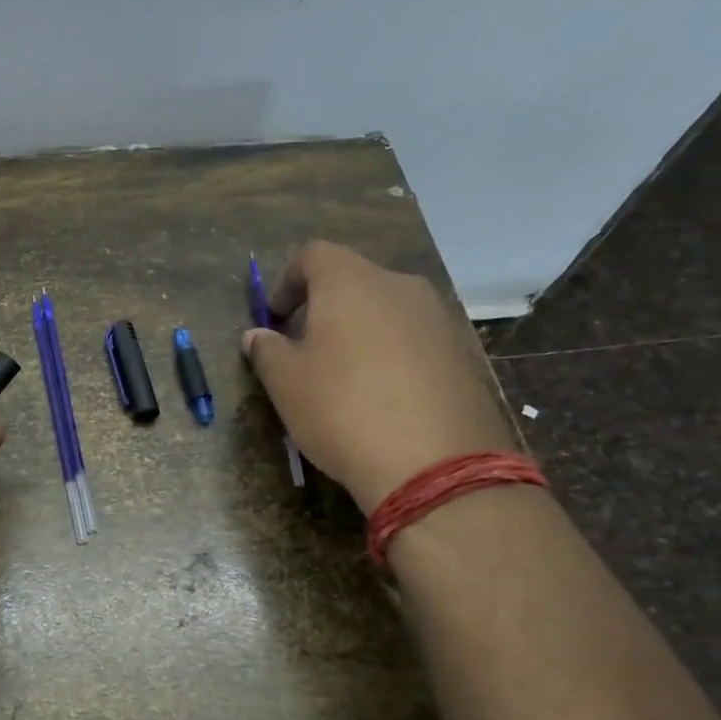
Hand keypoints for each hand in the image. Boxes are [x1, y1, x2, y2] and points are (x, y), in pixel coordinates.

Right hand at [244, 241, 517, 513]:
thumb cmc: (342, 410)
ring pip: (387, 311)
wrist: (434, 464)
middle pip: (354, 281)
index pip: (314, 255)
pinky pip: (415, 340)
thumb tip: (257, 336)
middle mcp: (400, 287)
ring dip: (360, 331)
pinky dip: (392, 354)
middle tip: (305, 348)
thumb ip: (267, 350)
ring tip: (344, 376)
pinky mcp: (462, 354)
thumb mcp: (286, 383)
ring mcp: (438, 319)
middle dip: (324, 307)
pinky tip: (383, 397)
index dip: (288, 280)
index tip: (275, 317)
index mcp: (351, 282)